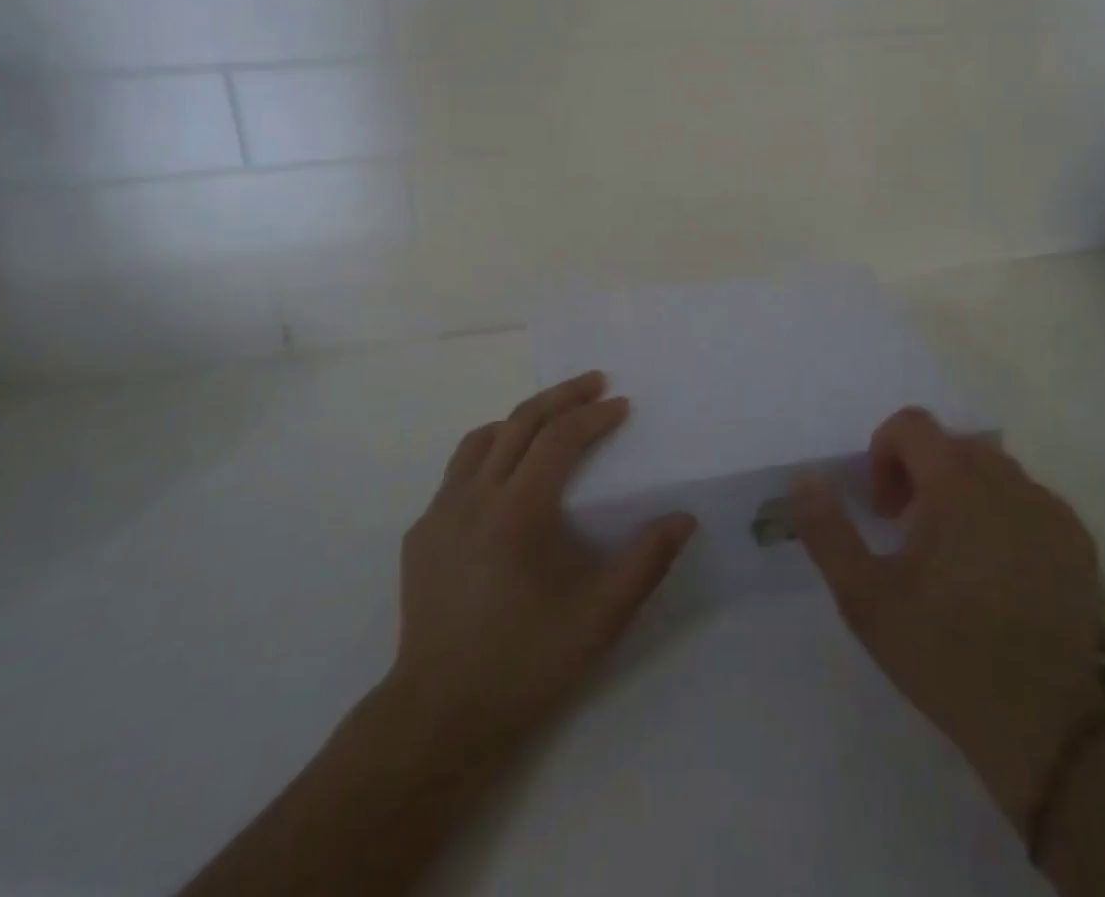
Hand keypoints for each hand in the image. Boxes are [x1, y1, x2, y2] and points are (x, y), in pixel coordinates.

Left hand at [380, 371, 696, 770]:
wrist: (437, 720)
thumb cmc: (525, 664)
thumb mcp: (600, 618)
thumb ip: (645, 562)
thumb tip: (684, 518)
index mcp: (517, 510)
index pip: (559, 438)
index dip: (594, 416)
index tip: (622, 405)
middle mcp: (474, 497)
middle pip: (520, 421)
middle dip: (562, 396)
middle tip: (595, 383)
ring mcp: (439, 514)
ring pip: (480, 440)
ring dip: (520, 420)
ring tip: (550, 422)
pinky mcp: (420, 536)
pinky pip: (457, 474)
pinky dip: (488, 455)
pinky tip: (503, 483)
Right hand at [790, 407, 1104, 820]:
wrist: (1059, 731)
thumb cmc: (950, 657)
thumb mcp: (868, 601)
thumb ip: (828, 532)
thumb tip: (804, 478)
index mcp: (955, 484)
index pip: (912, 424)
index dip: (884, 453)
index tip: (884, 511)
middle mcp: (1007, 481)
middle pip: (951, 445)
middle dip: (921, 474)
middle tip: (911, 535)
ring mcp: (1049, 509)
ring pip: (992, 471)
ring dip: (963, 493)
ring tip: (955, 558)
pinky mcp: (1079, 542)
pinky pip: (1029, 501)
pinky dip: (1004, 516)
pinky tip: (1000, 576)